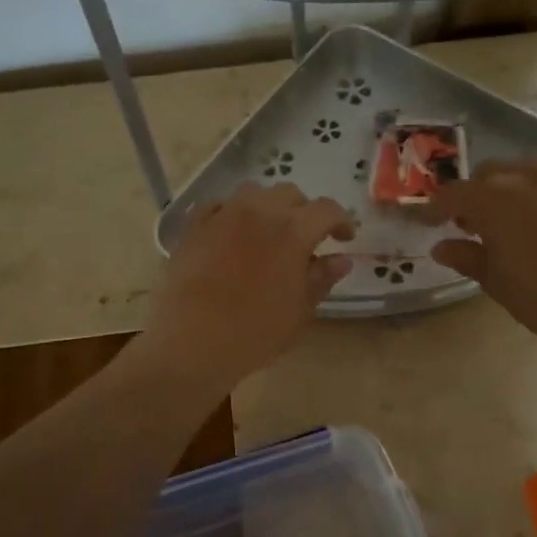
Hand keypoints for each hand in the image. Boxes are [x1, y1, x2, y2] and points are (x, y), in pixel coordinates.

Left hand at [145, 182, 355, 388]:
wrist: (192, 343)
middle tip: (306, 238)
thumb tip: (341, 259)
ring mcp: (223, 214)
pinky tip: (233, 235)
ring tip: (269, 232)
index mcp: (293, 231)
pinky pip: (219, 206)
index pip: (326, 210)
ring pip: (254, 193)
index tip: (345, 238)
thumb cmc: (255, 332)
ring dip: (268, 206)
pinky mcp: (194, 226)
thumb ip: (321, 278)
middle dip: (304, 211)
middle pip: (290, 194)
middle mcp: (259, 211)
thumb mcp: (299, 310)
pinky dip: (233, 214)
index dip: (341, 221)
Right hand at [428, 157, 536, 363]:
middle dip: (478, 194)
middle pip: (492, 173)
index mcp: (496, 199)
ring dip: (516, 188)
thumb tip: (442, 247)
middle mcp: (532, 175)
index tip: (430, 222)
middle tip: (477, 223)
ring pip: (531, 169)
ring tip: (520, 216)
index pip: (454, 194)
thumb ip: (466, 256)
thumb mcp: (497, 282)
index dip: (437, 208)